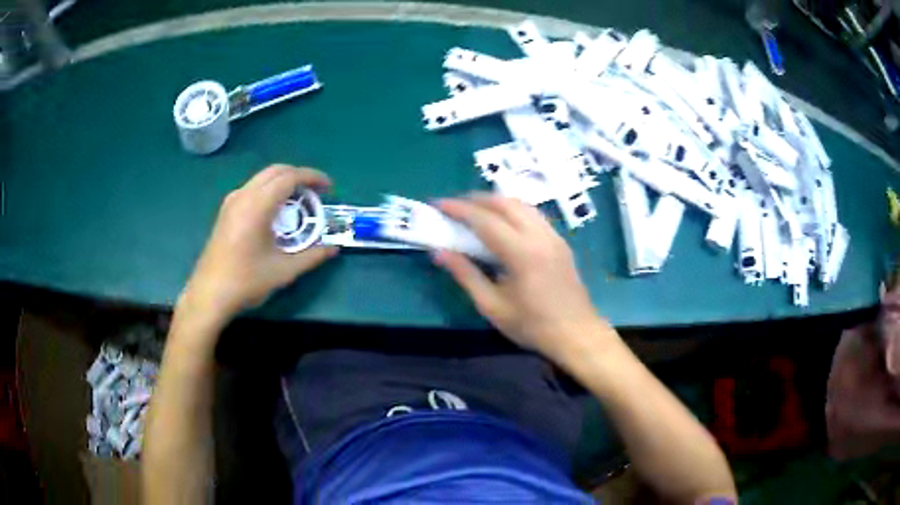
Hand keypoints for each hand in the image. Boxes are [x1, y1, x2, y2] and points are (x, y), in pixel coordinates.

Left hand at [179, 165, 337, 322]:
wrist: (209, 294)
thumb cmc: (246, 281)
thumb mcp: (284, 271)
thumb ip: (312, 256)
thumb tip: (333, 249)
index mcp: (257, 205)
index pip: (289, 177)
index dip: (312, 177)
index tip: (329, 188)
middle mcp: (243, 196)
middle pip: (275, 171)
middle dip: (299, 175)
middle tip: (316, 192)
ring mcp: (232, 202)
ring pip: (262, 178)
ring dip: (283, 182)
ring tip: (299, 200)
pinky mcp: (226, 211)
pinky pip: (252, 188)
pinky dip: (269, 190)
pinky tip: (275, 211)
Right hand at [435, 194, 605, 359]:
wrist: (576, 334)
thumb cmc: (532, 325)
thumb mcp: (492, 306)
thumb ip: (466, 275)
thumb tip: (439, 253)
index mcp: (522, 253)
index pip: (485, 220)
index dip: (459, 209)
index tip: (438, 204)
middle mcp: (540, 236)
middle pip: (505, 203)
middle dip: (476, 199)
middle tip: (454, 206)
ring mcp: (553, 236)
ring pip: (522, 204)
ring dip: (496, 201)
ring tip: (475, 210)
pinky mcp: (560, 241)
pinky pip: (533, 214)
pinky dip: (513, 210)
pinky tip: (502, 222)